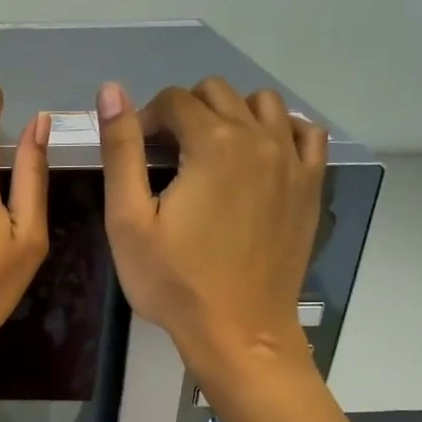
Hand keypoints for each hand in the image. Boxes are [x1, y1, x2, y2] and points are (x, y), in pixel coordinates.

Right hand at [99, 78, 326, 384]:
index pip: (175, 100)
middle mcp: (260, 138)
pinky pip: (303, 132)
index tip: (135, 154)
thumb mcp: (128, 220)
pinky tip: (257, 157)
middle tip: (166, 156)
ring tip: (209, 154)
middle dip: (185, 113)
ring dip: (230, 115)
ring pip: (262, 104)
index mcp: (214, 143)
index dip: (146, 120)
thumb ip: (120, 151)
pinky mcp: (310, 185)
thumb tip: (111, 90)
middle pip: (217, 93)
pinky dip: (277, 130)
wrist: (238, 331)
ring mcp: (293, 161)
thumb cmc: (174, 282)